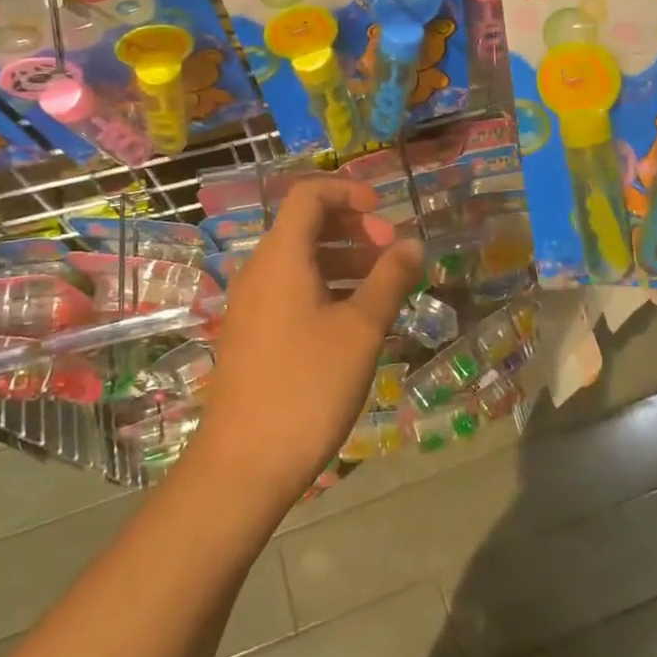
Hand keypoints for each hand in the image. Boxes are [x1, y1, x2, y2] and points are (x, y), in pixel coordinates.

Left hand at [190, 179, 422, 518]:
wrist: (244, 463)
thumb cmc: (307, 386)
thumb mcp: (361, 330)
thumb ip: (389, 280)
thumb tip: (411, 245)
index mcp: (281, 257)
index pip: (309, 195)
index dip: (348, 192)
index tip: (385, 213)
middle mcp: (260, 271)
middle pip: (305, 226)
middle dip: (354, 229)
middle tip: (392, 255)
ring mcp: (252, 305)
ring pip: (301, 261)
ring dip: (343, 260)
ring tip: (383, 286)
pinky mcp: (252, 334)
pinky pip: (292, 290)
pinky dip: (326, 288)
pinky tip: (355, 319)